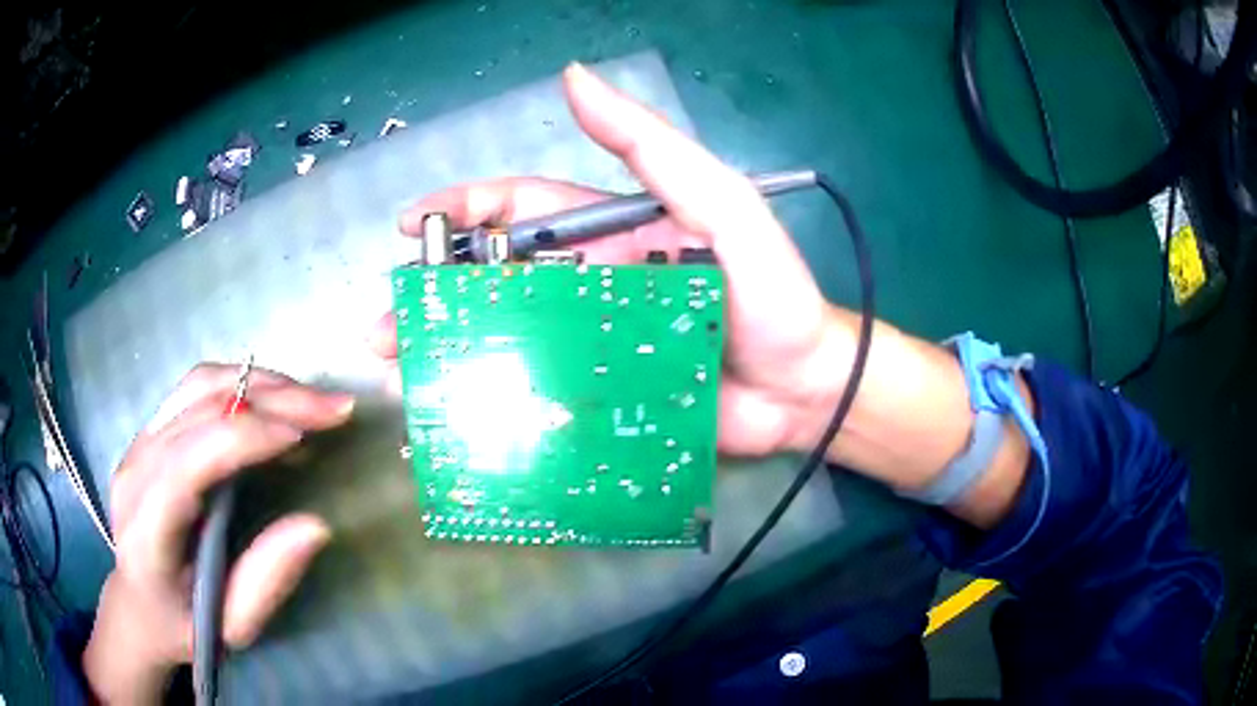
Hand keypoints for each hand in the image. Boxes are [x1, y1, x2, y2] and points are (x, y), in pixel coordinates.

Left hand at [84, 364, 353, 703]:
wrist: (137, 605)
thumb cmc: (183, 626)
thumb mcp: (232, 626)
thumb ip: (267, 581)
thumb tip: (316, 525)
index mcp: (148, 526)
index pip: (193, 457)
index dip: (249, 437)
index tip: (307, 439)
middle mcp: (136, 468)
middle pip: (200, 405)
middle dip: (272, 398)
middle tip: (334, 408)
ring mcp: (138, 442)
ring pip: (198, 385)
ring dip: (260, 383)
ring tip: (311, 400)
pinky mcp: (149, 432)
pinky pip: (195, 390)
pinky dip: (241, 387)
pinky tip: (274, 405)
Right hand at [372, 63, 855, 457]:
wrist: (802, 386)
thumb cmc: (769, 291)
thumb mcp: (718, 202)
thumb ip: (649, 146)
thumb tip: (575, 78)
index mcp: (607, 230)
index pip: (519, 205)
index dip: (462, 208)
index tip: (407, 223)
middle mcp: (588, 281)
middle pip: (495, 276)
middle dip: (433, 291)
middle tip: (381, 323)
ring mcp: (590, 342)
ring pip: (503, 336)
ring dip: (448, 346)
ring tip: (400, 368)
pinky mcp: (601, 395)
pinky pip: (537, 391)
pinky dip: (494, 400)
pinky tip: (455, 412)